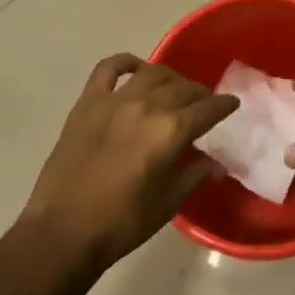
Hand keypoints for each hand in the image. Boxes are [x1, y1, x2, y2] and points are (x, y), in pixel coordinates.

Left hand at [21, 54, 237, 269]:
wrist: (62, 232)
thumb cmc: (121, 224)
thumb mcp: (167, 204)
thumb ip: (194, 176)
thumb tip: (216, 164)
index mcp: (170, 131)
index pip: (207, 108)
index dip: (224, 105)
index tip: (232, 104)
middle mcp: (147, 105)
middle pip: (183, 88)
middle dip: (199, 94)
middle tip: (203, 105)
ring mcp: (115, 100)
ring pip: (153, 73)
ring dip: (170, 78)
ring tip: (174, 89)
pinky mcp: (88, 102)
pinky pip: (109, 68)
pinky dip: (126, 62)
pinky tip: (136, 68)